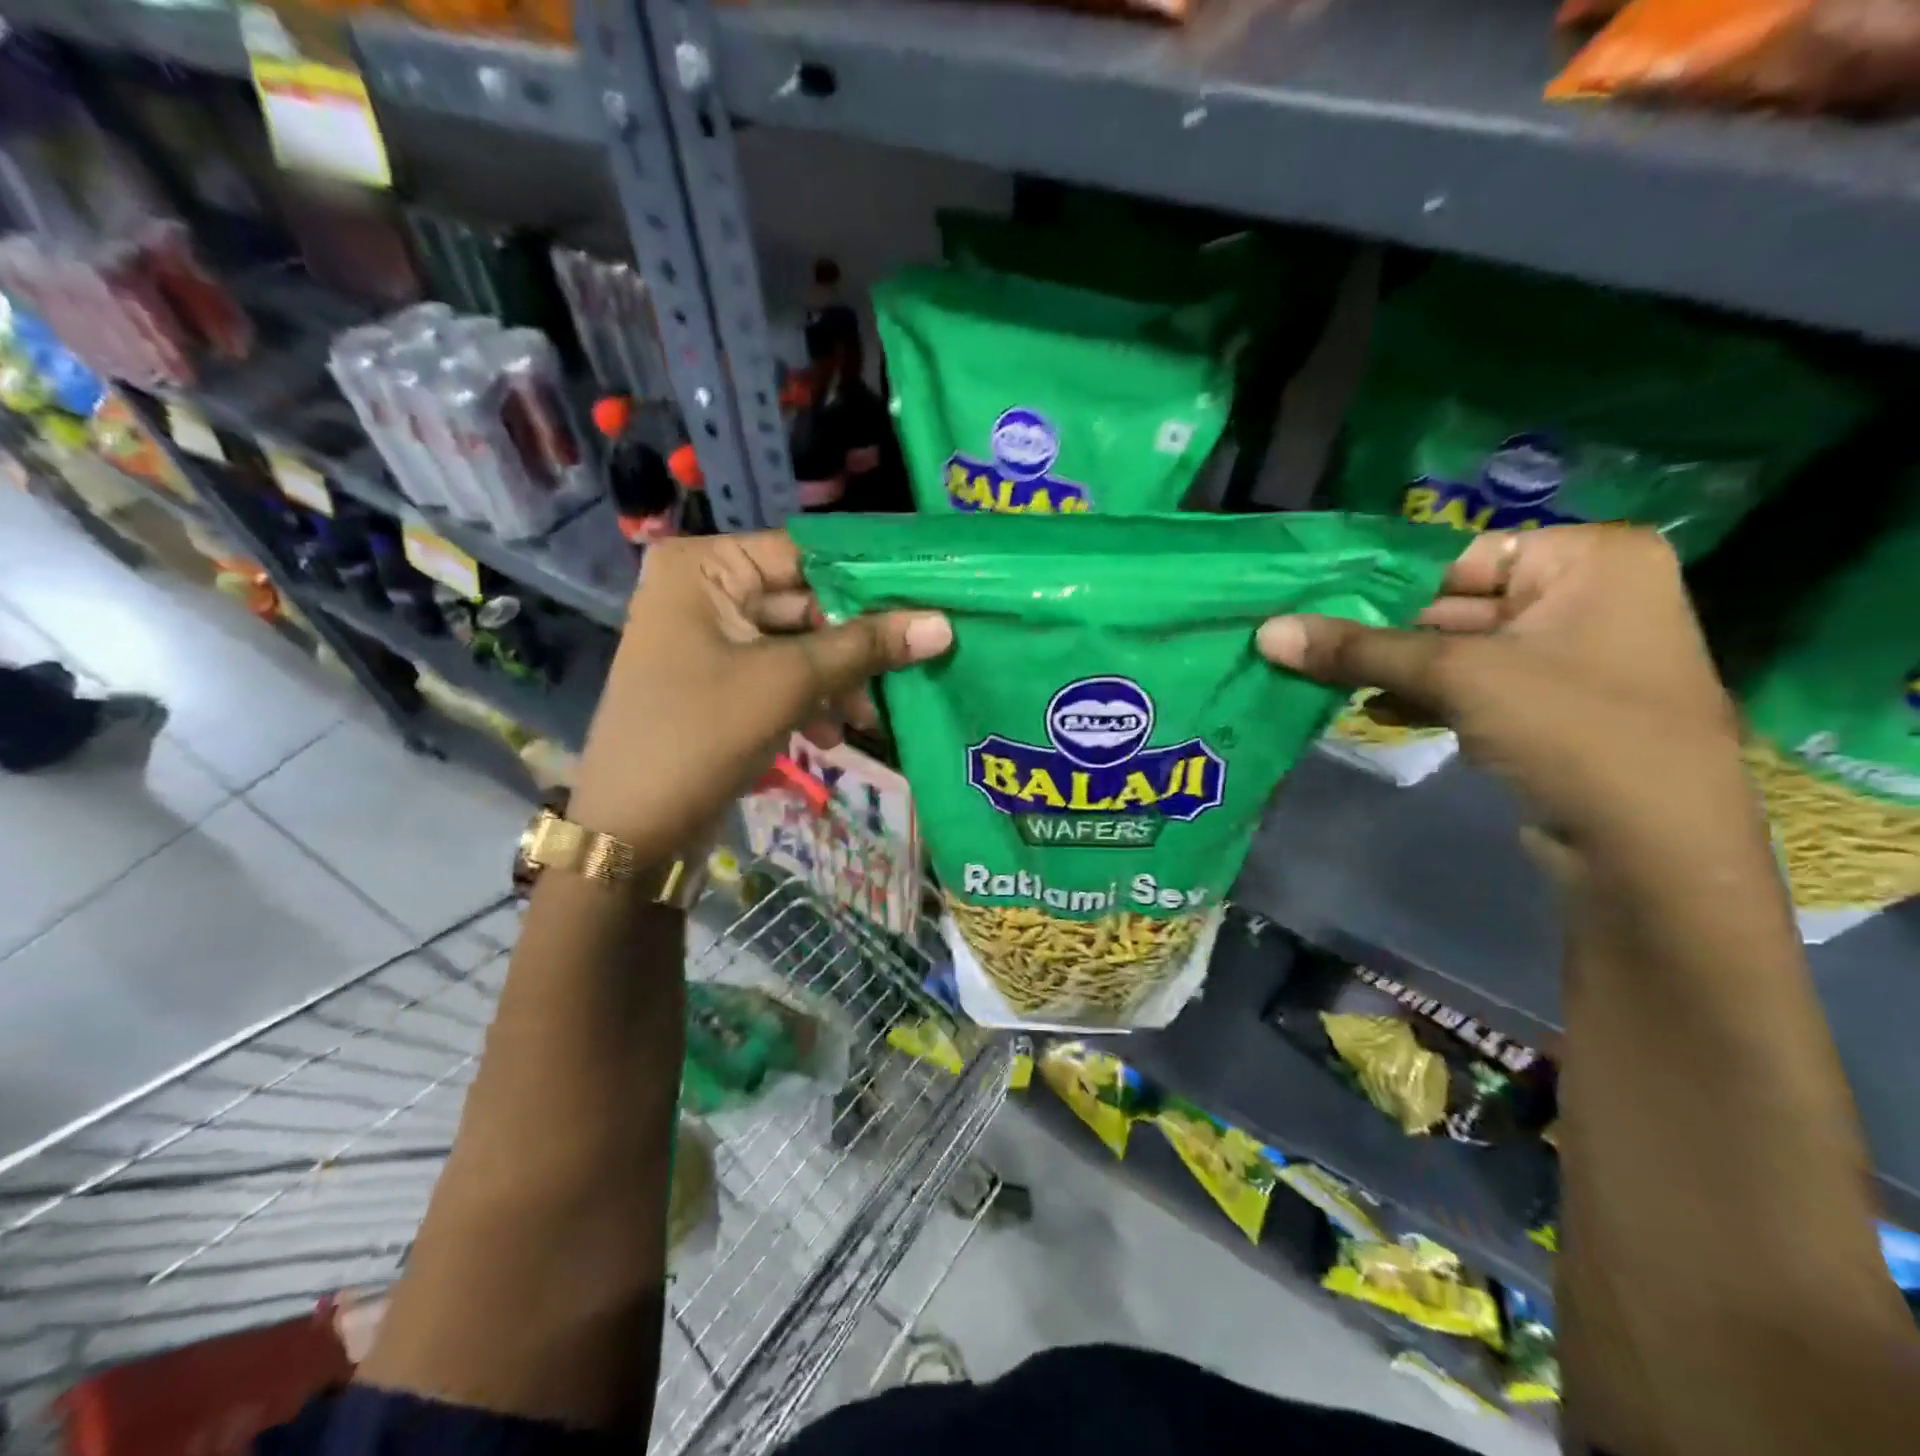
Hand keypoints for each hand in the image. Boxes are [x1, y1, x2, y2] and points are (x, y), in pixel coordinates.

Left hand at [568, 531, 951, 863]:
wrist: (631, 829)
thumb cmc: (701, 734)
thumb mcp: (789, 682)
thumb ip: (865, 647)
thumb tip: (942, 624)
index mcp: (705, 567)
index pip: (805, 554)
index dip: (868, 578)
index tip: (928, 598)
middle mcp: (704, 591)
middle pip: (804, 601)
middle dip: (855, 644)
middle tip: (912, 665)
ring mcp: (709, 639)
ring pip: (798, 644)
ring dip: (838, 680)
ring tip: (870, 718)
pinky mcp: (719, 683)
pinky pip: (779, 676)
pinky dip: (810, 701)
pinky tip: (835, 735)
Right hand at [1258, 525, 1739, 846]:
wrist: (1651, 850)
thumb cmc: (1571, 729)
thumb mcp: (1456, 676)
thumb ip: (1358, 649)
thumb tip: (1267, 632)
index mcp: (1589, 559)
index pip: (1459, 556)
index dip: (1384, 584)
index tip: (1313, 603)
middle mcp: (1587, 597)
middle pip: (1453, 604)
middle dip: (1381, 634)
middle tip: (1305, 643)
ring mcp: (1569, 657)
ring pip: (1456, 651)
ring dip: (1393, 670)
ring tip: (1323, 680)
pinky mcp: (1549, 709)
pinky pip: (1471, 687)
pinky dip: (1423, 698)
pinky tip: (1372, 713)